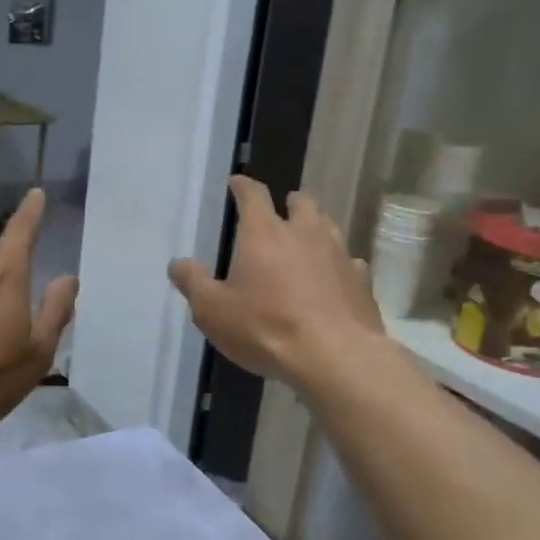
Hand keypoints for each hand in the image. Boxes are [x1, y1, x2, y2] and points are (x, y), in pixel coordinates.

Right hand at [168, 176, 383, 389]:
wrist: (335, 357)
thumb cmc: (266, 329)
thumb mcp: (213, 311)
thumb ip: (193, 283)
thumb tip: (177, 263)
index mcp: (265, 233)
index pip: (254, 195)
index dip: (243, 186)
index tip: (237, 182)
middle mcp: (305, 234)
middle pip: (301, 202)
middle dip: (289, 202)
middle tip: (280, 210)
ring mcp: (339, 255)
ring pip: (329, 226)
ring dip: (315, 227)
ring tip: (305, 240)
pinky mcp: (362, 281)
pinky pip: (350, 262)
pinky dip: (338, 264)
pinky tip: (333, 278)